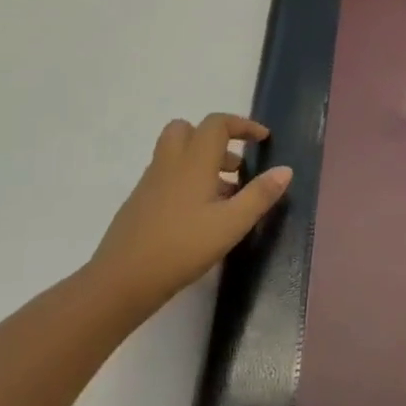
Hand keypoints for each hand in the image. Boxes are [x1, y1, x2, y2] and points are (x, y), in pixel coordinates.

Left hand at [85, 114, 292, 308]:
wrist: (121, 281)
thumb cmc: (182, 248)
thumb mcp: (232, 224)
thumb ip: (260, 195)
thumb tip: (285, 170)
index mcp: (193, 163)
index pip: (216, 124)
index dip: (242, 125)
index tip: (263, 139)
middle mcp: (169, 165)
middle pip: (187, 129)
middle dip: (215, 138)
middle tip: (235, 164)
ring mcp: (150, 183)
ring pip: (176, 153)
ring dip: (203, 160)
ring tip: (226, 194)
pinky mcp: (140, 203)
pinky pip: (167, 175)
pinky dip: (187, 180)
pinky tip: (201, 214)